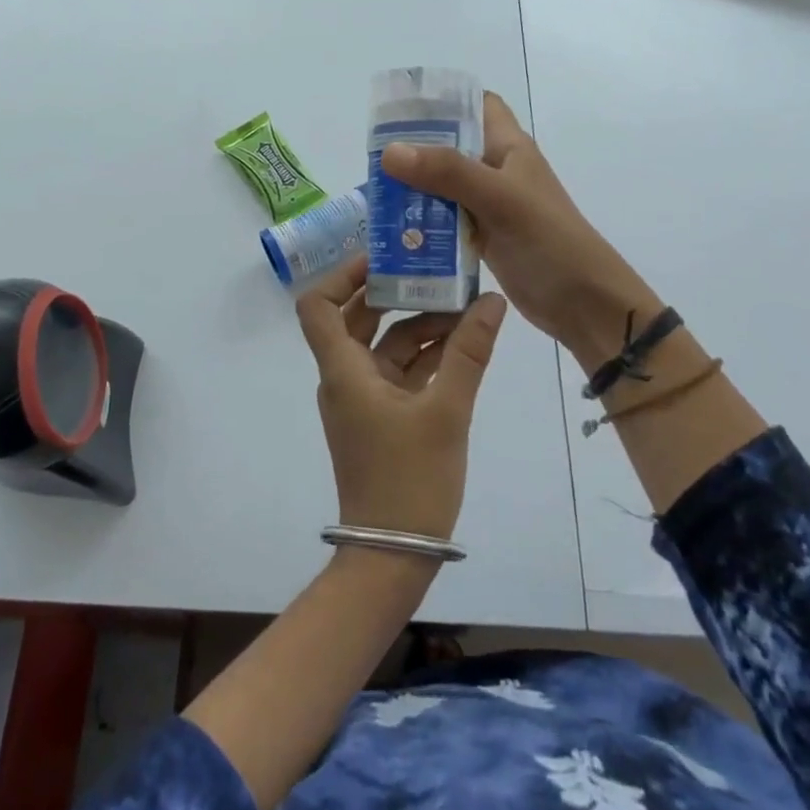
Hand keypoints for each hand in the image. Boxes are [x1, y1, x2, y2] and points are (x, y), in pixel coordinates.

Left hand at [294, 253, 507, 541]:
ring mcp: (363, 397)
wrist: (393, 552)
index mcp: (343, 370)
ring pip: (385, 345)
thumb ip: (469, 353)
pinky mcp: (382, 416)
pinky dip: (425, 355)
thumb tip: (490, 301)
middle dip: (395, 293)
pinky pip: (399, 372)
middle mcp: (345, 376)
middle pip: (358, 319)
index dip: (343, 275)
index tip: (383, 258)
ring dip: (419, 325)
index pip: (318, 306)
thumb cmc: (410, 480)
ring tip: (465, 304)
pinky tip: (464, 342)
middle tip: (435, 269)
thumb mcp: (446, 411)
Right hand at [380, 90, 650, 367]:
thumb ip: (448, 172)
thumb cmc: (550, 242)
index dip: (444, 100)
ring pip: (444, 185)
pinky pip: (446, 220)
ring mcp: (491, 206)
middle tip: (373, 156)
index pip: (477, 105)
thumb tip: (390, 151)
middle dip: (415, 147)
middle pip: (452, 146)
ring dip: (414, 188)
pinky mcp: (484, 237)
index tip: (401, 108)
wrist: (584, 304)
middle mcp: (498, 171)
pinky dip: (423, 221)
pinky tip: (394, 230)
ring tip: (374, 192)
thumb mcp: (500, 200)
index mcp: (510, 148)